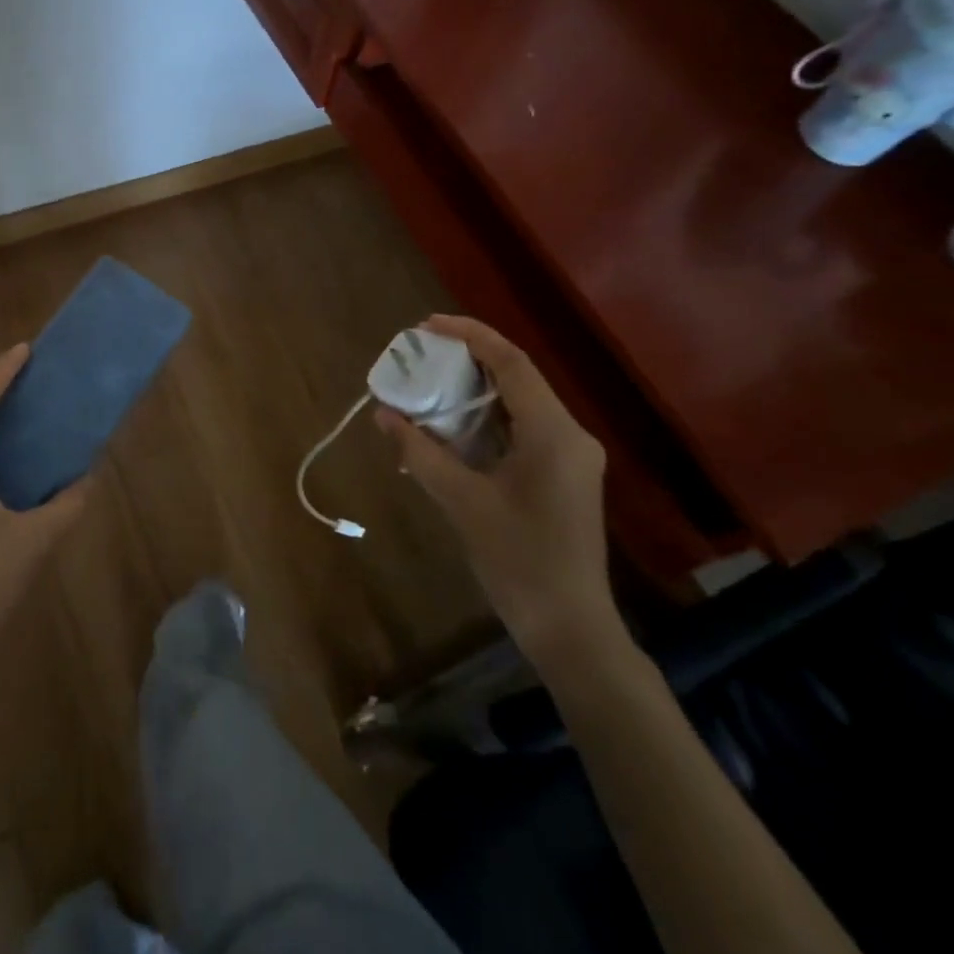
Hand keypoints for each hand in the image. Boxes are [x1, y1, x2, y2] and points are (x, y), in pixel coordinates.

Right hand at [375, 315, 622, 675]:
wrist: (570, 627)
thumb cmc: (517, 560)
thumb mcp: (461, 501)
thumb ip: (420, 452)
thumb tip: (383, 414)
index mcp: (554, 432)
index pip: (511, 362)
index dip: (469, 335)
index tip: (426, 326)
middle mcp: (570, 434)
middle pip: (517, 377)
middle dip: (468, 359)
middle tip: (420, 353)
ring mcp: (570, 456)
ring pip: (519, 404)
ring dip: (475, 390)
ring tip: (428, 383)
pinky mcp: (563, 475)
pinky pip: (522, 430)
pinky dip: (485, 420)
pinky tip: (451, 427)